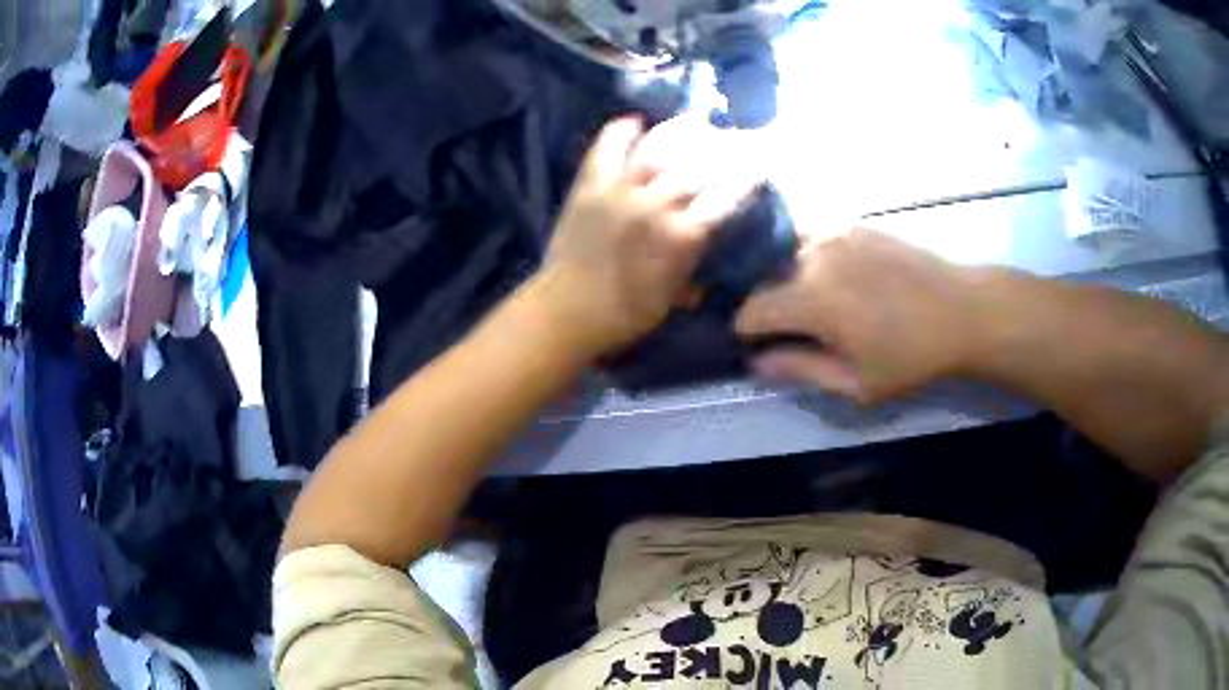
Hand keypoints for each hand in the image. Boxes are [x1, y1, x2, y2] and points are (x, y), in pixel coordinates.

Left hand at [531, 116, 753, 356]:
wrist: (568, 310)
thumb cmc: (627, 314)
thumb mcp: (675, 296)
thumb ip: (695, 264)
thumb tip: (708, 243)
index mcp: (683, 236)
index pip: (725, 200)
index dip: (744, 182)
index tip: (757, 169)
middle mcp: (657, 204)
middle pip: (694, 170)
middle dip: (713, 156)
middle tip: (721, 146)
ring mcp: (622, 190)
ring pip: (656, 150)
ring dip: (676, 135)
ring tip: (689, 123)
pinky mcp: (591, 185)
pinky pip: (608, 148)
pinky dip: (621, 131)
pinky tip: (635, 121)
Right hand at [735, 228, 987, 402]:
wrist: (962, 310)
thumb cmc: (911, 356)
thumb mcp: (857, 383)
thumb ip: (801, 369)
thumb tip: (756, 360)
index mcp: (812, 299)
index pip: (751, 310)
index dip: (746, 330)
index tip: (756, 343)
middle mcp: (815, 256)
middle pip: (764, 277)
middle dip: (765, 302)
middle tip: (786, 326)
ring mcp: (834, 232)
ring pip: (784, 252)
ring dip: (783, 275)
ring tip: (806, 299)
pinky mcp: (853, 223)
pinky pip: (811, 236)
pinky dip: (806, 255)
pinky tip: (829, 274)